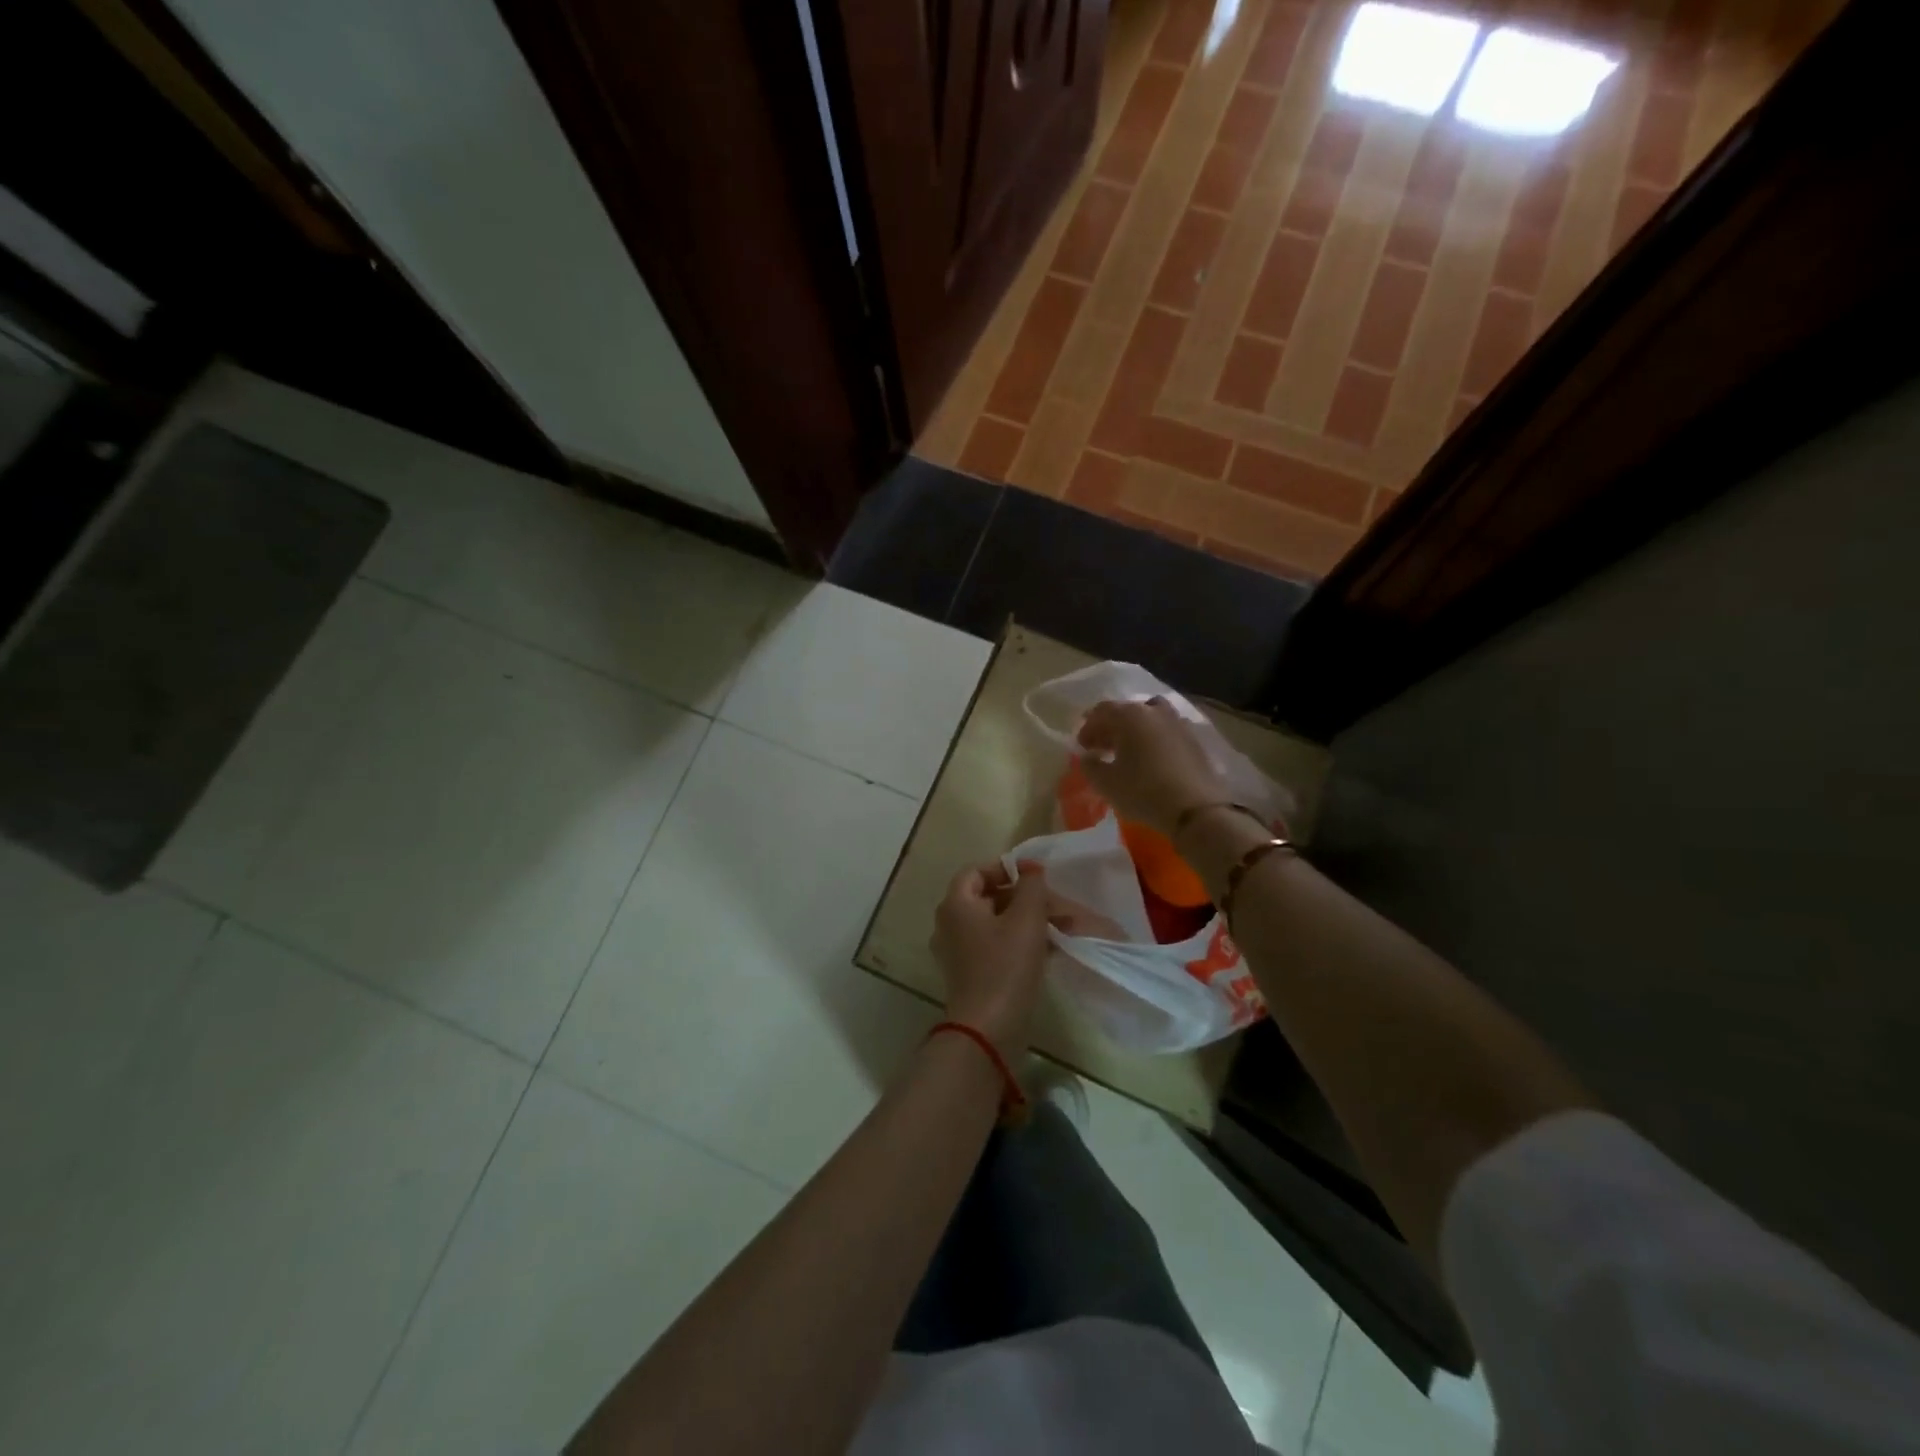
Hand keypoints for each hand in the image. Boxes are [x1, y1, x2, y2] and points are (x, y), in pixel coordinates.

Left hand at [932, 861, 1052, 1054]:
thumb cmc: (1006, 966)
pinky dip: (1018, 943)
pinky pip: (994, 947)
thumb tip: (1030, 869)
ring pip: (995, 924)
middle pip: (987, 897)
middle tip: (1056, 906)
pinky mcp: (969, 975)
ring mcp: (957, 952)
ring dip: (1026, 922)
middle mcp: (949, 924)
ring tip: (1060, 929)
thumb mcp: (1027, 919)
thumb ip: (1032, 886)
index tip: (1036, 878)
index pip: (976, 871)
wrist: (988, 1030)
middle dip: (1024, 898)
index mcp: (955, 904)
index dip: (1006, 869)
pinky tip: (1048, 951)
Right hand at [1076, 697, 1229, 837]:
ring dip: (1134, 730)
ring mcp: (1178, 722)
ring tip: (1128, 751)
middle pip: (1126, 711)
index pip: (1101, 711)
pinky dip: (1154, 738)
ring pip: (1149, 717)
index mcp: (1130, 715)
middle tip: (1101, 748)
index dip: (1088, 728)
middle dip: (1110, 727)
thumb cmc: (1144, 792)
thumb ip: (1090, 765)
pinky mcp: (1194, 739)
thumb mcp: (1106, 783)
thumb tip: (1088, 756)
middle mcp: (1154, 711)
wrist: (1196, 809)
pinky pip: (1166, 731)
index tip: (1082, 747)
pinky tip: (1151, 759)